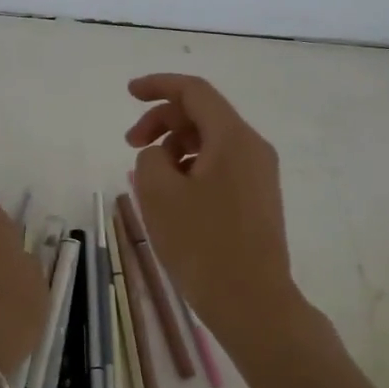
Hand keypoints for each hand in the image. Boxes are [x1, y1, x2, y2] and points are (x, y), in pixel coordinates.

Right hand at [126, 74, 298, 343]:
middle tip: (130, 145)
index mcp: (233, 138)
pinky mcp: (258, 199)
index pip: (194, 91)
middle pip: (202, 115)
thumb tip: (160, 155)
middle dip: (162, 122)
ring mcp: (260, 174)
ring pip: (210, 142)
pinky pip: (220, 166)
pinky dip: (191, 168)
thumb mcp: (159, 194)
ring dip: (174, 148)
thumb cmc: (202, 244)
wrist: (252, 302)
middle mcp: (253, 148)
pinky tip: (172, 196)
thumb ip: (150, 157)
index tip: (129, 93)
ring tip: (149, 180)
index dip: (158, 85)